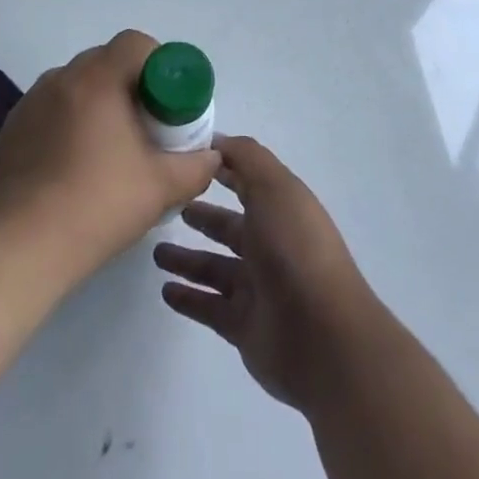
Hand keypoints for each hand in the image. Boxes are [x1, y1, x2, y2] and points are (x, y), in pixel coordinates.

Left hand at [0, 30, 219, 283]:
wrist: (18, 247)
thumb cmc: (96, 206)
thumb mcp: (160, 188)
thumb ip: (195, 167)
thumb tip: (211, 156)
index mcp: (96, 79)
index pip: (134, 43)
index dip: (158, 64)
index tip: (167, 101)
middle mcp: (59, 79)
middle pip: (104, 62)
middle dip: (129, 86)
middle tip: (145, 127)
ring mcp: (28, 103)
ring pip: (75, 88)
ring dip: (96, 106)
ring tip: (108, 152)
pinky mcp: (9, 131)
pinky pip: (49, 112)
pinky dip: (67, 126)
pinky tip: (72, 170)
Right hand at [154, 135, 382, 412]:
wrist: (323, 337)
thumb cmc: (295, 249)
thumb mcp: (274, 187)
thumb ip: (245, 157)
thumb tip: (216, 141)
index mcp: (281, 209)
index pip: (246, 181)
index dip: (221, 168)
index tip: (185, 159)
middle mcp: (271, 245)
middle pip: (229, 227)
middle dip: (202, 216)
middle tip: (168, 208)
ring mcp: (258, 289)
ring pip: (214, 268)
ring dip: (187, 259)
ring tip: (156, 253)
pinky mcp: (244, 327)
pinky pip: (210, 307)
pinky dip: (188, 299)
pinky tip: (165, 291)